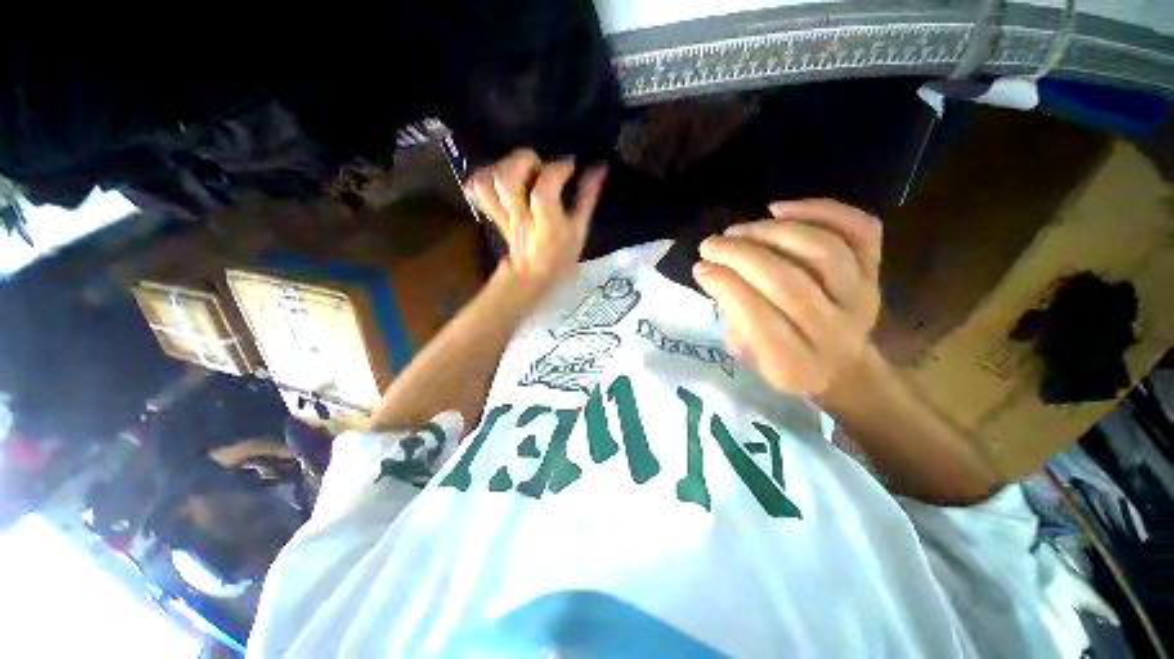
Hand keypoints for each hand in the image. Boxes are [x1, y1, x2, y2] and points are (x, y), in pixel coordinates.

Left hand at [466, 149, 606, 292]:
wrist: (531, 276)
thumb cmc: (560, 256)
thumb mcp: (579, 230)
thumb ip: (587, 198)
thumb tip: (598, 168)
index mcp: (545, 223)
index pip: (544, 190)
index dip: (557, 170)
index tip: (571, 165)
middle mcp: (520, 216)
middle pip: (508, 179)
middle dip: (525, 161)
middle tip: (541, 166)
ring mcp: (503, 213)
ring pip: (489, 181)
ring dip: (505, 165)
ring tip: (522, 169)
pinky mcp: (493, 212)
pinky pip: (478, 189)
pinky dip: (485, 175)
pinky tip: (500, 175)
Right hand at [692, 199, 882, 395]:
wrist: (843, 367)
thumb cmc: (784, 363)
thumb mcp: (749, 358)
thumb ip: (733, 320)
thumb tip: (715, 273)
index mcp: (794, 363)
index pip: (757, 318)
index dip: (725, 286)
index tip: (700, 267)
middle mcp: (832, 332)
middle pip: (787, 282)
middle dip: (740, 255)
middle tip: (711, 244)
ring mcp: (861, 299)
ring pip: (822, 251)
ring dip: (772, 232)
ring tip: (740, 230)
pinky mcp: (876, 273)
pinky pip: (859, 230)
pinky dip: (820, 211)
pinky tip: (781, 210)